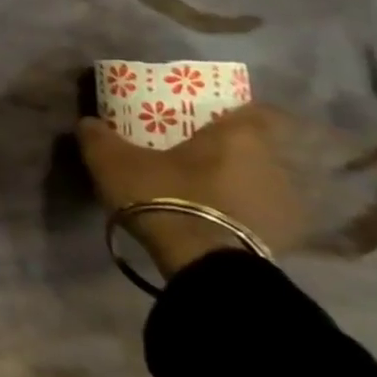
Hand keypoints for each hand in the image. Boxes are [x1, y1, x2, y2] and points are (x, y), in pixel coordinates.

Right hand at [77, 103, 304, 281]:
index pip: (259, 111)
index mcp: (241, 137)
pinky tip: (216, 221)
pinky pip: (264, 217)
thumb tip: (89, 123)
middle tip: (196, 155)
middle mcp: (274, 165)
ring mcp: (286, 206)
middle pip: (259, 149)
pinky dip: (244, 216)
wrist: (205, 265)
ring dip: (239, 185)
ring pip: (262, 183)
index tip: (213, 117)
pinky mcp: (286, 242)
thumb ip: (98, 136)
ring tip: (204, 191)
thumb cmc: (164, 196)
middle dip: (233, 151)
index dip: (237, 112)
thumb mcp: (113, 161)